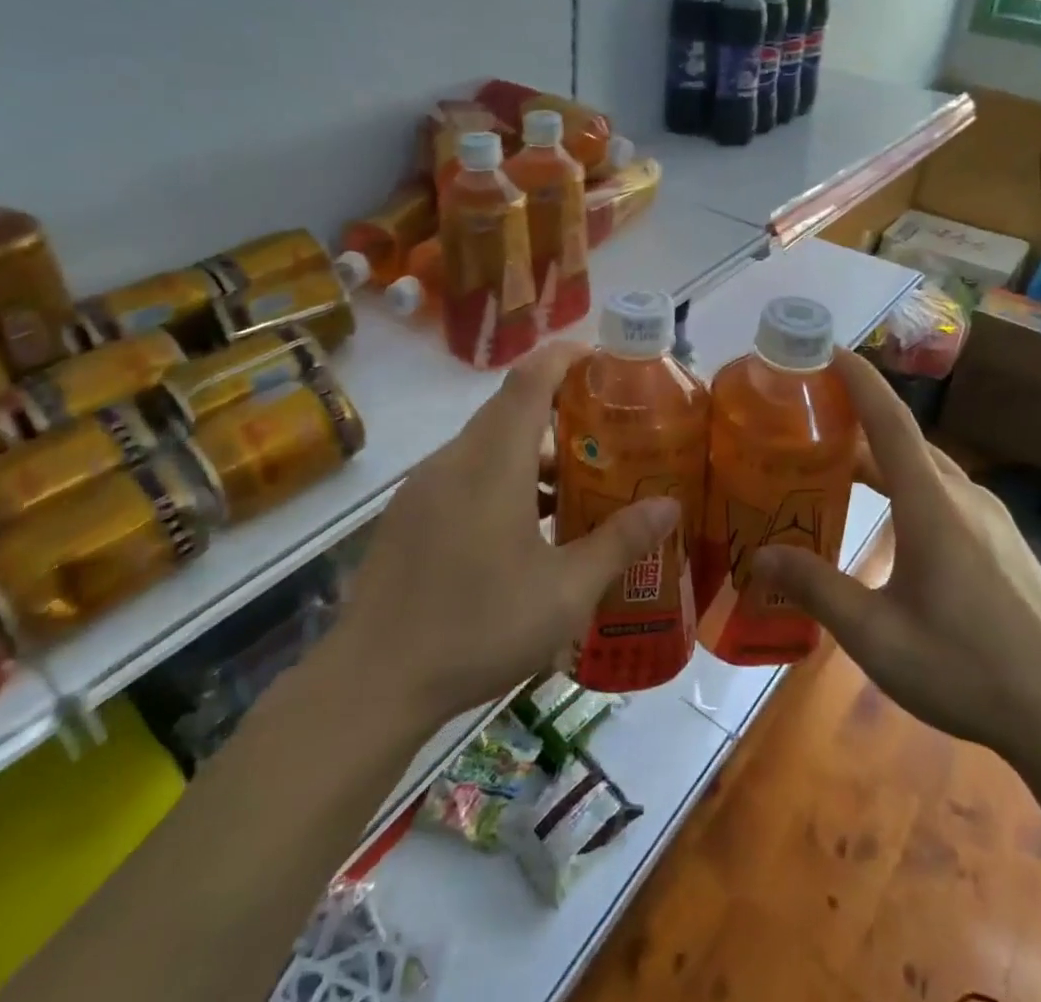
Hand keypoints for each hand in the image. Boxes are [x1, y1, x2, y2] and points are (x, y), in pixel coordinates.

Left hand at [335, 341, 677, 725]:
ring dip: (532, 459)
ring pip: (487, 448)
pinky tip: (524, 535)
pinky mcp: (408, 515)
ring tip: (575, 496)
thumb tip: (669, 506)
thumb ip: (619, 542)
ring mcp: (424, 487)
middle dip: (561, 417)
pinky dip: (501, 483)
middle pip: (511, 411)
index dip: (567, 357)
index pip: (531, 377)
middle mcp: (454, 459)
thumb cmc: (477, 627)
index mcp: (492, 460)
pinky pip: (464, 476)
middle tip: (609, 443)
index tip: (604, 363)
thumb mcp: (564, 592)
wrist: (371, 683)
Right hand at [754, 349, 1040, 764]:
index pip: (890, 421)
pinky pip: (946, 491)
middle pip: (905, 441)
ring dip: (882, 457)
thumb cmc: (967, 670)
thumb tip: (760, 557)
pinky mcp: (1004, 541)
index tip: (828, 350)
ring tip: (838, 468)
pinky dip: (907, 483)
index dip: (859, 380)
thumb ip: (816, 589)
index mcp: (933, 506)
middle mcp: (964, 498)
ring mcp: (991, 518)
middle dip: (858, 420)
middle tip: (809, 420)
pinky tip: (892, 518)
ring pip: (927, 467)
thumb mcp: (877, 636)